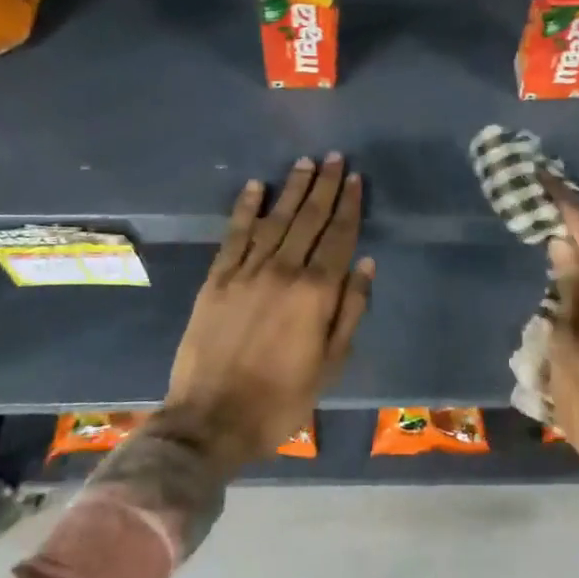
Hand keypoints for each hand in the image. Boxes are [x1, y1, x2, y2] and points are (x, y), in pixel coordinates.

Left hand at [158, 155, 373, 471]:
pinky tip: (256, 187)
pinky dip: (246, 209)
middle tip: (335, 158)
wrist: (211, 420)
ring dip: (291, 189)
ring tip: (305, 162)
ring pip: (275, 220)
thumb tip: (367, 265)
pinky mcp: (217, 279)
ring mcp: (246, 272)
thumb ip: (351, 311)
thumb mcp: (331, 364)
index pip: (339, 237)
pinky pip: (235, 235)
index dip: (349, 206)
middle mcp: (283, 271)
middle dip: (324, 186)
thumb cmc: (282, 398)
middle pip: (309, 219)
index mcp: (316, 293)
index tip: (356, 179)